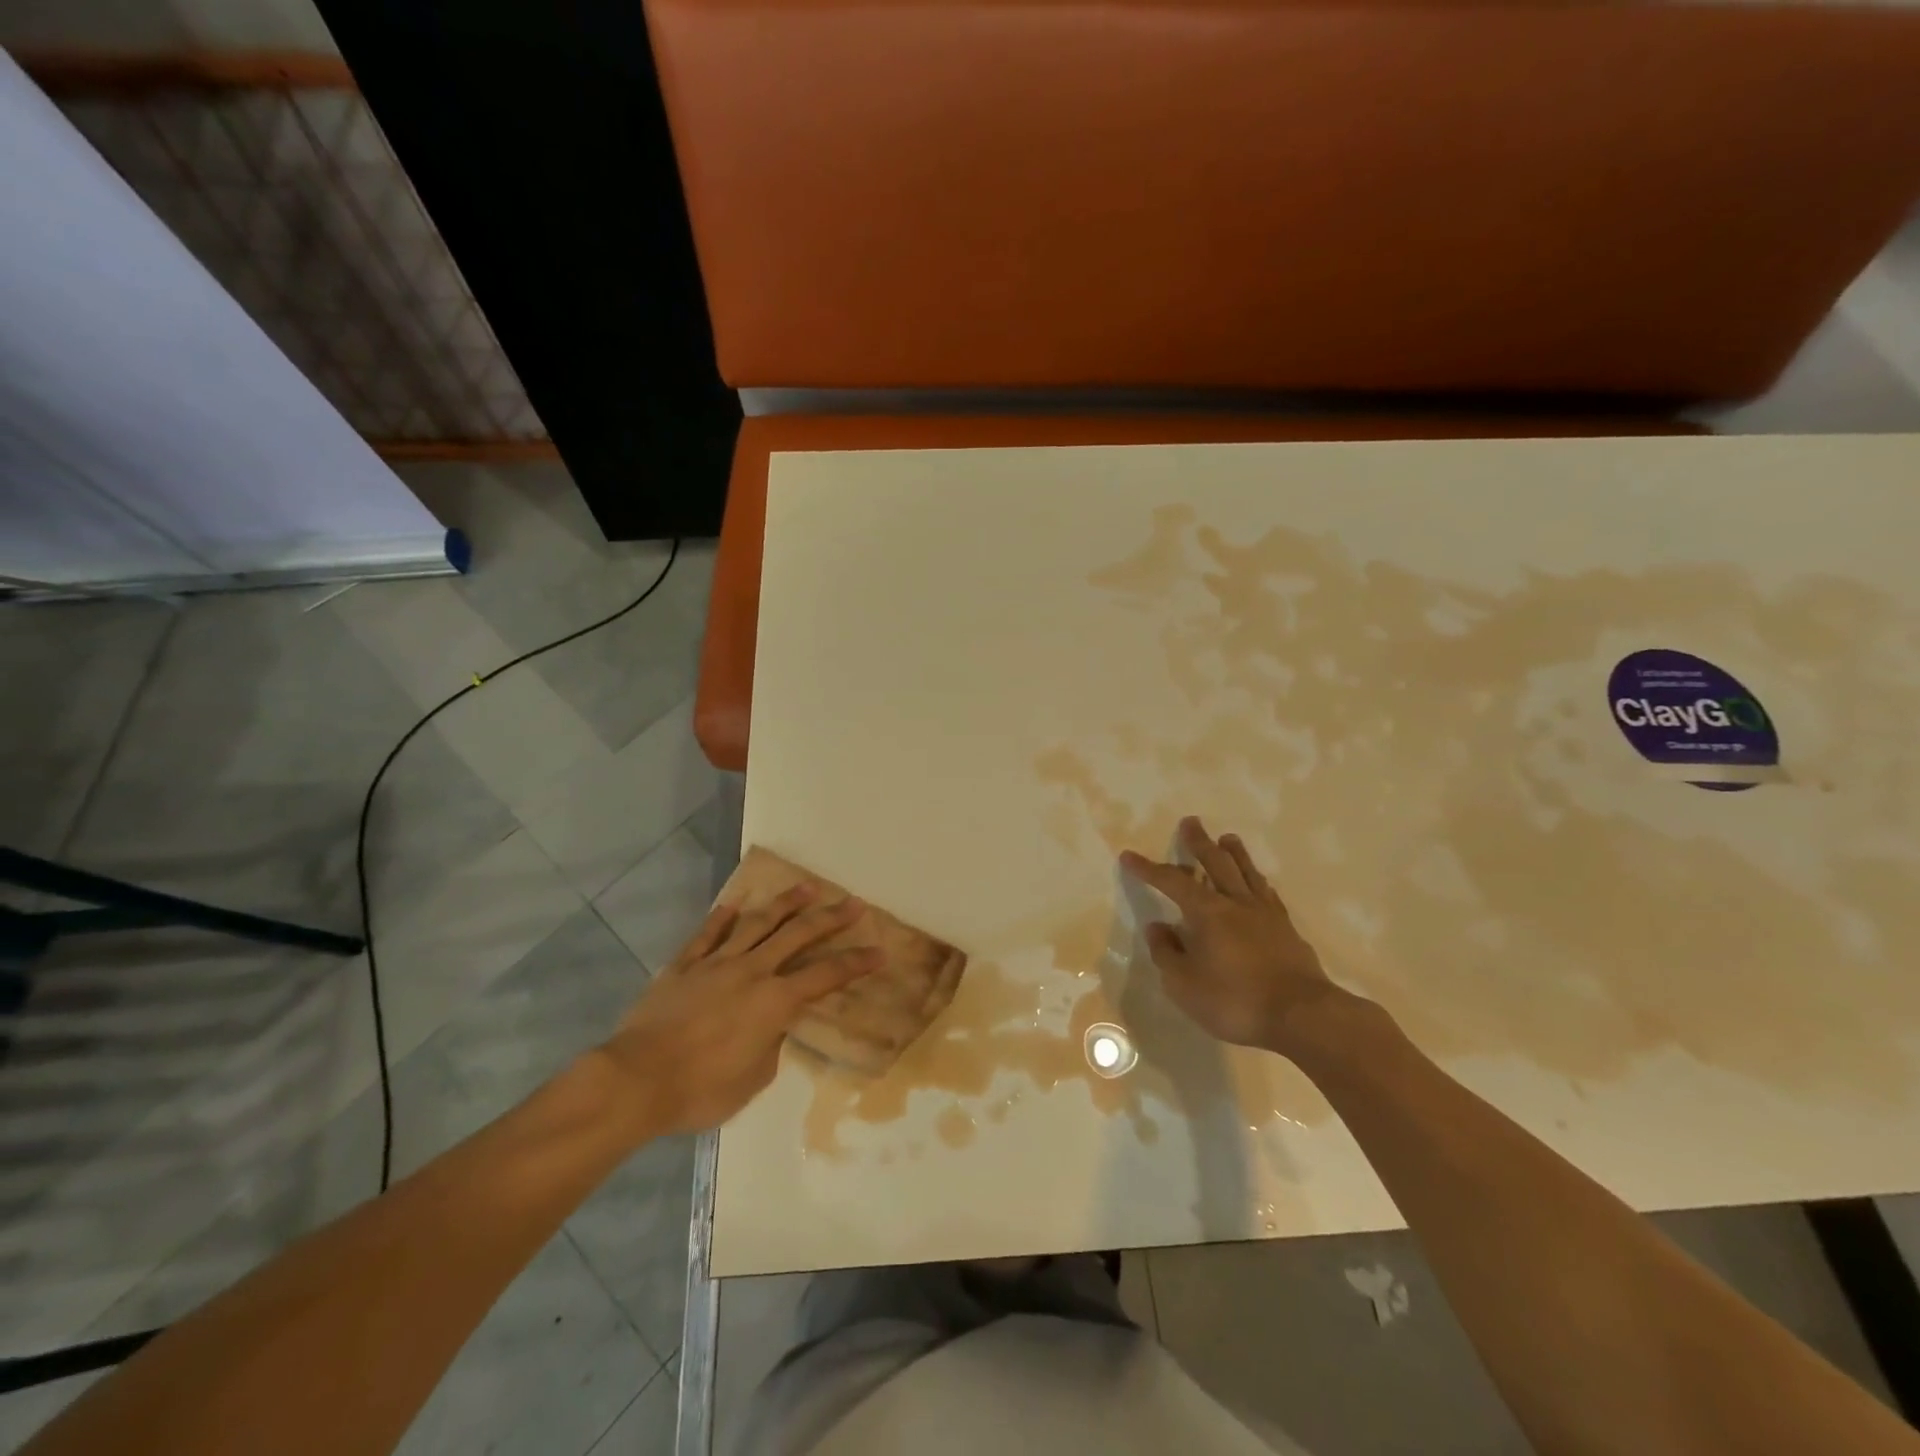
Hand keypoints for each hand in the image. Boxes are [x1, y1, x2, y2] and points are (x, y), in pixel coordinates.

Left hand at [596, 885, 879, 1134]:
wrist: (637, 1080)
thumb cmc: (701, 1089)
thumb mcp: (753, 1079)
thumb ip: (771, 1045)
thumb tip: (774, 1026)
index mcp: (775, 1001)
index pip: (826, 975)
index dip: (856, 963)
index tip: (879, 951)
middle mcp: (752, 971)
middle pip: (798, 935)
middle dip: (830, 918)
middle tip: (852, 903)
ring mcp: (716, 964)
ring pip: (757, 924)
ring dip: (785, 904)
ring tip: (807, 887)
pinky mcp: (684, 966)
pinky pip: (707, 935)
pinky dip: (721, 919)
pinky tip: (733, 905)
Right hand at [1120, 817, 1352, 1057]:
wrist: (1302, 1016)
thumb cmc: (1235, 1001)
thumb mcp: (1184, 985)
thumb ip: (1167, 953)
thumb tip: (1157, 927)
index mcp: (1207, 913)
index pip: (1172, 882)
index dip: (1149, 869)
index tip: (1130, 856)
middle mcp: (1236, 904)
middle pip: (1216, 864)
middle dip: (1199, 843)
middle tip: (1191, 822)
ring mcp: (1266, 915)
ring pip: (1247, 873)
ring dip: (1235, 854)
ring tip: (1228, 839)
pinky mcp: (1288, 931)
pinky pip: (1269, 895)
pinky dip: (1259, 882)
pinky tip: (1260, 884)